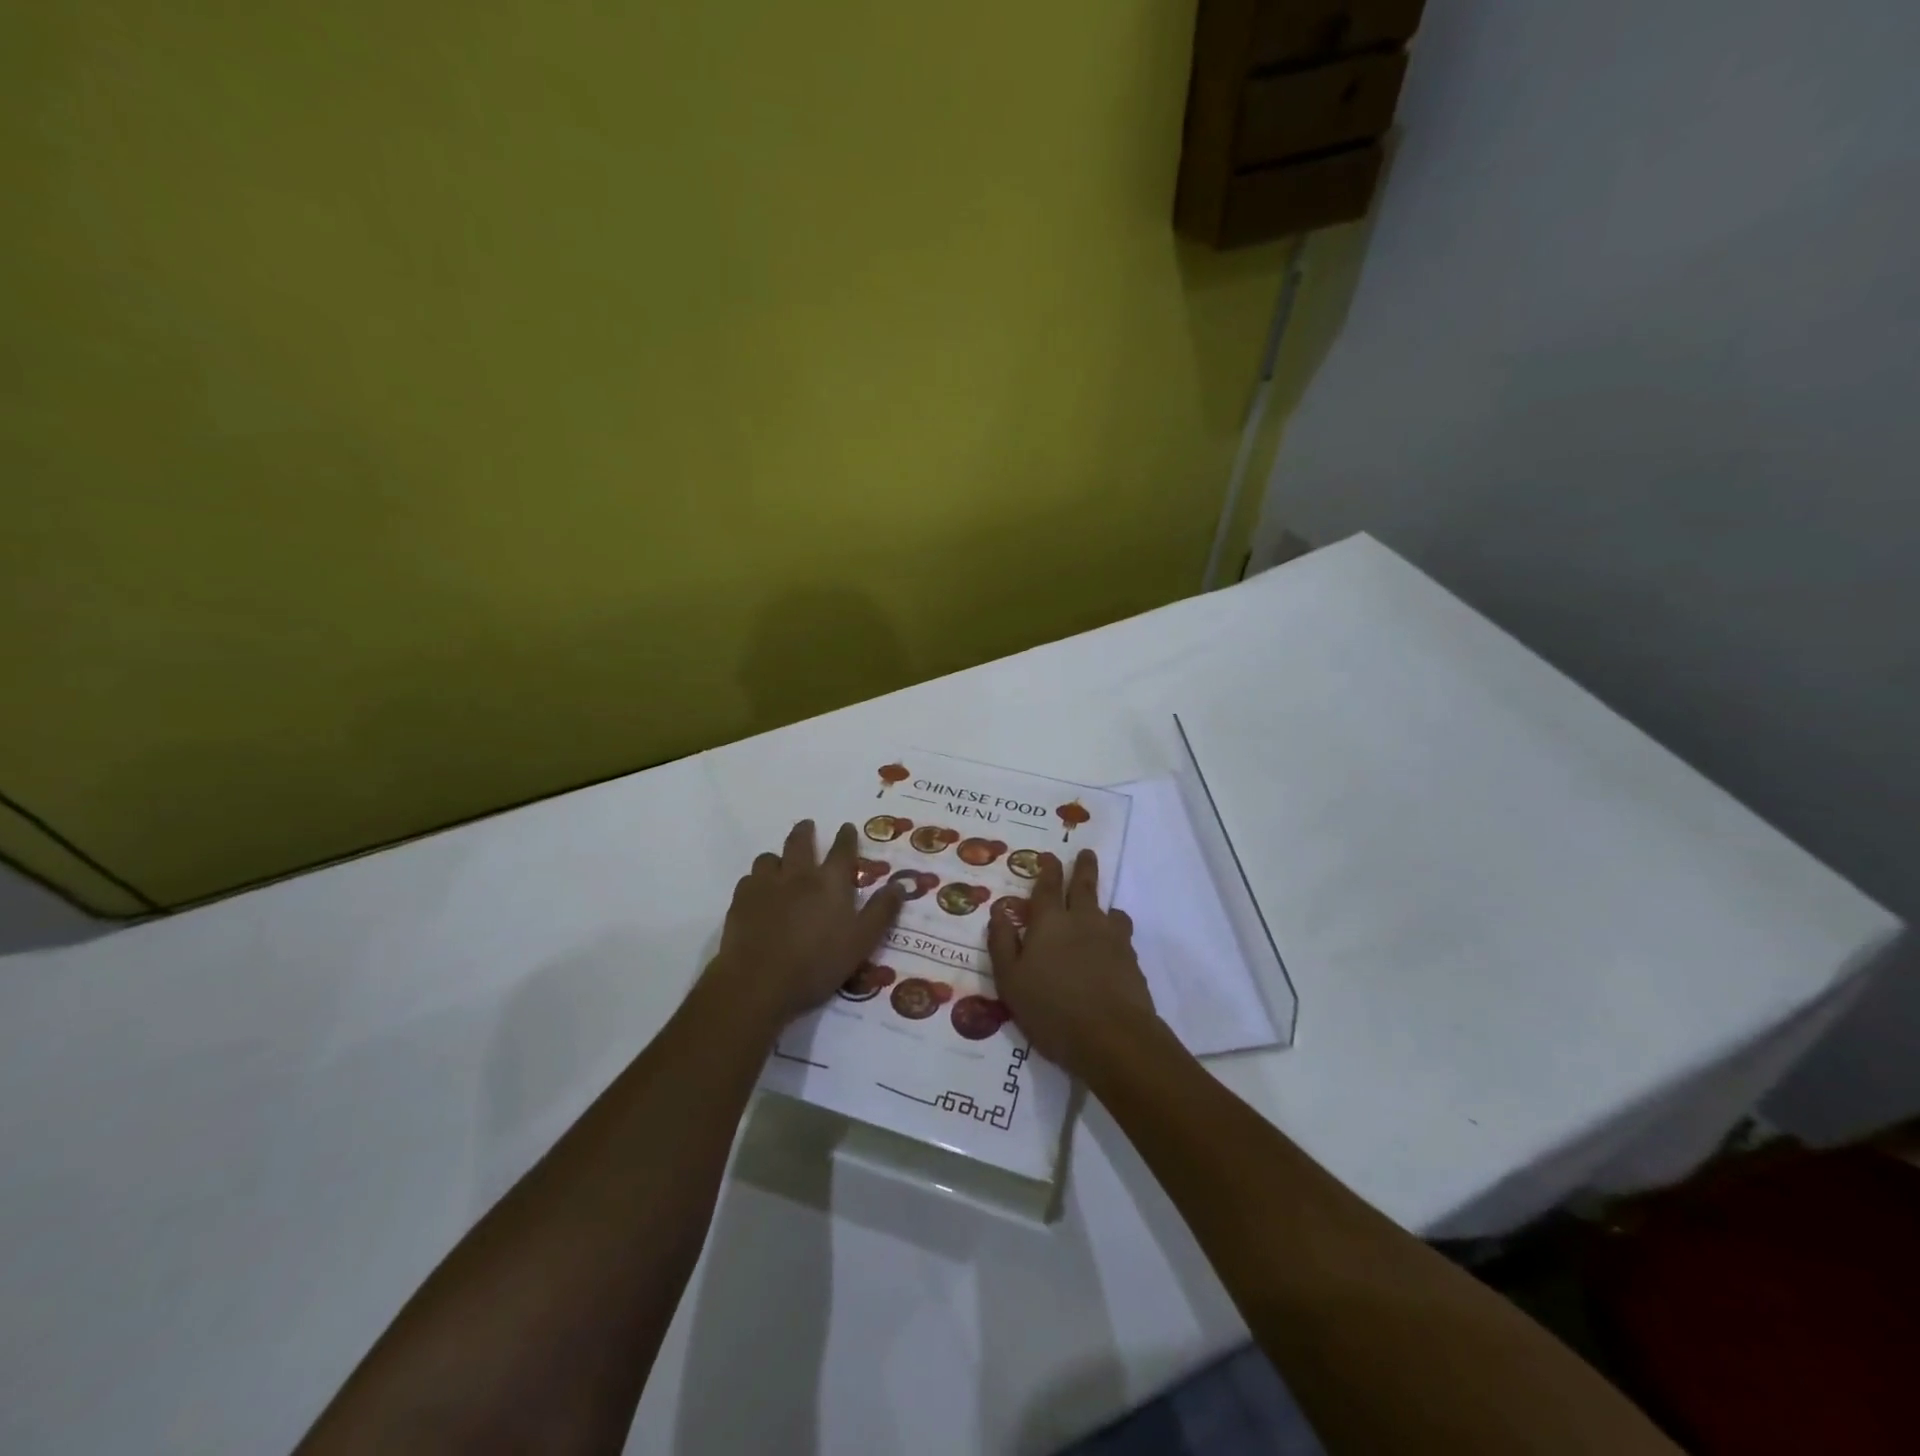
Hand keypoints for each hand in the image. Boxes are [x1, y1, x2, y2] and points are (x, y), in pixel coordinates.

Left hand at [703, 819, 904, 1036]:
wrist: (758, 983)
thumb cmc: (816, 964)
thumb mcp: (861, 943)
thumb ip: (881, 912)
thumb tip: (899, 885)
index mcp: (830, 882)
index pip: (842, 850)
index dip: (846, 837)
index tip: (846, 827)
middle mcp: (798, 875)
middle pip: (800, 842)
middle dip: (806, 831)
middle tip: (807, 826)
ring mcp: (765, 885)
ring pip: (769, 858)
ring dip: (778, 857)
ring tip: (780, 863)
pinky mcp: (740, 901)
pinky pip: (748, 879)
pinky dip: (756, 880)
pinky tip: (758, 892)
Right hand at [988, 848, 1157, 1075]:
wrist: (1113, 1037)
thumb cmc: (1051, 1009)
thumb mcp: (1011, 981)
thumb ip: (1003, 944)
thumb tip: (999, 912)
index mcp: (1050, 922)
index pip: (1048, 886)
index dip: (1048, 869)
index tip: (1050, 856)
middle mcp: (1083, 921)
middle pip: (1085, 886)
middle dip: (1084, 867)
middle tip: (1087, 853)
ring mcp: (1112, 939)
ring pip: (1110, 911)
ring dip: (1105, 905)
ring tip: (1105, 909)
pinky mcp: (1132, 961)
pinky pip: (1123, 937)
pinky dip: (1116, 935)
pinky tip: (1113, 949)